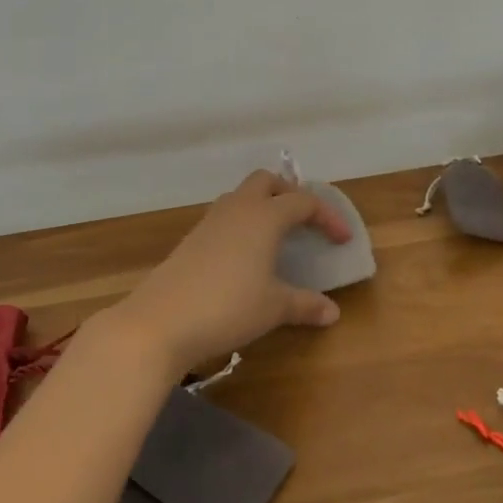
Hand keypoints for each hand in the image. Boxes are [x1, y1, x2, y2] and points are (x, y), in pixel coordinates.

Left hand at [104, 170, 351, 374]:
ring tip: (276, 235)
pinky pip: (224, 217)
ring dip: (262, 205)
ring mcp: (210, 222)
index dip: (327, 217)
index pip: (303, 202)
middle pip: (266, 181)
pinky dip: (241, 223)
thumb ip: (305, 305)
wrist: (161, 321)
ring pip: (241, 196)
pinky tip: (245, 255)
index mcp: (264, 217)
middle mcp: (238, 209)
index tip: (342, 239)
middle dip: (288, 192)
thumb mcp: (274, 308)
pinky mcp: (191, 239)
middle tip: (304, 219)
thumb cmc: (228, 307)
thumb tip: (332, 312)